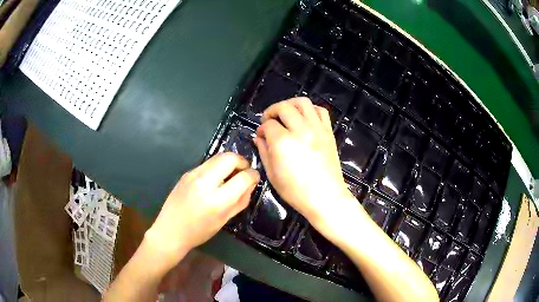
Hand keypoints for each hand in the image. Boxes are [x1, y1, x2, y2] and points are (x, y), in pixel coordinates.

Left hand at [145, 152, 259, 268]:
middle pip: (230, 157)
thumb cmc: (199, 232)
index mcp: (218, 200)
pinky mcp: (186, 173)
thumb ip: (241, 201)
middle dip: (242, 162)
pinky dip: (216, 167)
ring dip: (229, 162)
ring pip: (218, 156)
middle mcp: (205, 182)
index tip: (254, 178)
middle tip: (243, 172)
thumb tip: (250, 184)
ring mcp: (193, 174)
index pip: (244, 177)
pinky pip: (207, 163)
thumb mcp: (224, 220)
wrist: (170, 230)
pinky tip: (214, 180)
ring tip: (230, 175)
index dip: (254, 175)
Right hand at [253, 97, 365, 242]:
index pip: (268, 124)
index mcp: (283, 142)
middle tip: (269, 121)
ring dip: (290, 104)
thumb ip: (264, 152)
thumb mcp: (272, 174)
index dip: (261, 128)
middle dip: (272, 111)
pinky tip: (304, 118)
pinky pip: (320, 111)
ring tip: (286, 114)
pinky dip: (310, 110)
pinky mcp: (328, 132)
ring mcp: (317, 129)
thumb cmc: (295, 191)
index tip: (260, 136)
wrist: (325, 197)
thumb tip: (259, 138)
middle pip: (283, 107)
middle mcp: (300, 129)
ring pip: (303, 102)